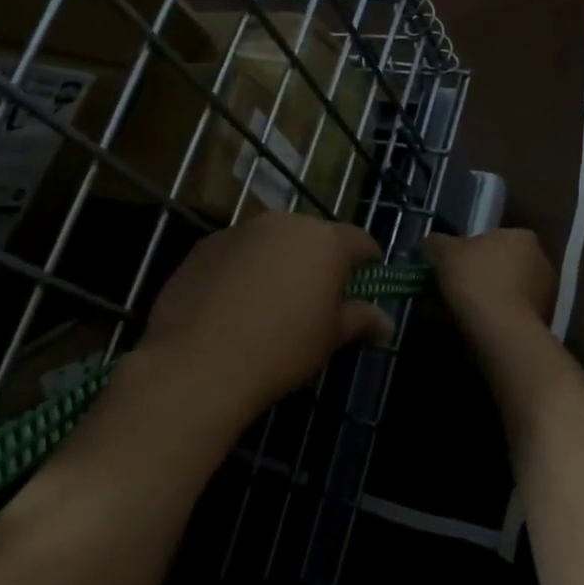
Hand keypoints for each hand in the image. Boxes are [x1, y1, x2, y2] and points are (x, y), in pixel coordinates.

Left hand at [135, 212, 393, 418]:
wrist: (198, 362)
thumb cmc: (281, 348)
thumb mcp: (330, 338)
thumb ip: (360, 319)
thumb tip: (385, 320)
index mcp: (324, 240)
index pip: (361, 241)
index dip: (369, 263)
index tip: (367, 284)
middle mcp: (284, 222)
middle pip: (313, 236)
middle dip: (320, 261)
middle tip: (316, 299)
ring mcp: (240, 230)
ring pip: (272, 241)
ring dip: (279, 262)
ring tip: (270, 303)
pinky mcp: (205, 245)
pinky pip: (237, 252)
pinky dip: (243, 269)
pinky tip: (232, 305)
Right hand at [424, 229, 556, 338]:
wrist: (502, 333)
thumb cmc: (476, 281)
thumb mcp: (443, 252)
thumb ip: (435, 242)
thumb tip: (431, 243)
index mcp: (522, 237)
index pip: (490, 238)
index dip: (466, 252)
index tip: (449, 267)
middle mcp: (541, 260)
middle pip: (499, 265)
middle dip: (477, 276)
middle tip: (450, 290)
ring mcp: (546, 293)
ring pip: (504, 291)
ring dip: (485, 299)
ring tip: (456, 314)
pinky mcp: (543, 322)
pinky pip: (510, 314)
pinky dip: (494, 319)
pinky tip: (473, 329)